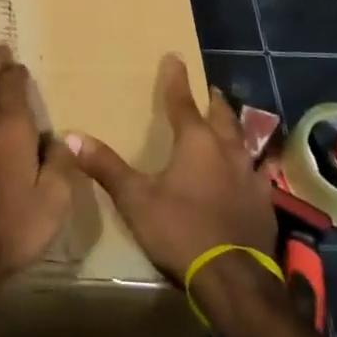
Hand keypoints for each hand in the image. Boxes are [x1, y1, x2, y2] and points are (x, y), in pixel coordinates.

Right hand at [66, 54, 277, 280]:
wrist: (234, 279)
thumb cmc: (180, 230)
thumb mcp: (135, 198)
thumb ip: (106, 166)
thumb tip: (72, 136)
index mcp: (195, 142)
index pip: (182, 101)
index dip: (175, 79)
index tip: (175, 57)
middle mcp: (227, 150)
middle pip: (221, 117)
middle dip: (213, 101)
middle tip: (210, 89)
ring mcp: (251, 177)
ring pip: (245, 142)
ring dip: (237, 129)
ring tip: (234, 123)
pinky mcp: (265, 204)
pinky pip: (262, 175)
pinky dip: (256, 166)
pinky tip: (258, 172)